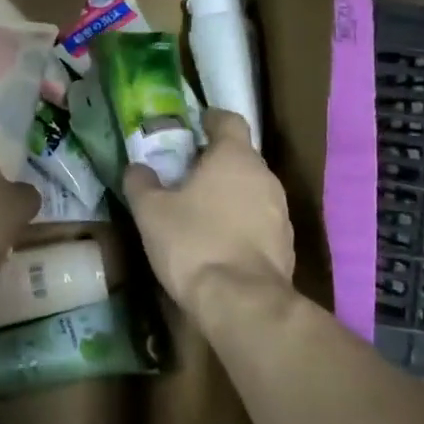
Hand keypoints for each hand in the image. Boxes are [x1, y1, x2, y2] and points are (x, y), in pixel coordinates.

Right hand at [123, 109, 294, 315]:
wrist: (243, 304)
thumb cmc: (194, 243)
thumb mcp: (151, 212)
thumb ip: (141, 183)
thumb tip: (137, 168)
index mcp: (235, 156)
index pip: (229, 120)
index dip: (211, 119)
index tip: (195, 126)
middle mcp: (264, 176)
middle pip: (241, 156)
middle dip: (215, 162)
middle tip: (186, 174)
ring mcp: (280, 212)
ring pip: (252, 190)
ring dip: (230, 194)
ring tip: (201, 211)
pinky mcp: (286, 245)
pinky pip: (260, 221)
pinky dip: (242, 224)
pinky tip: (219, 243)